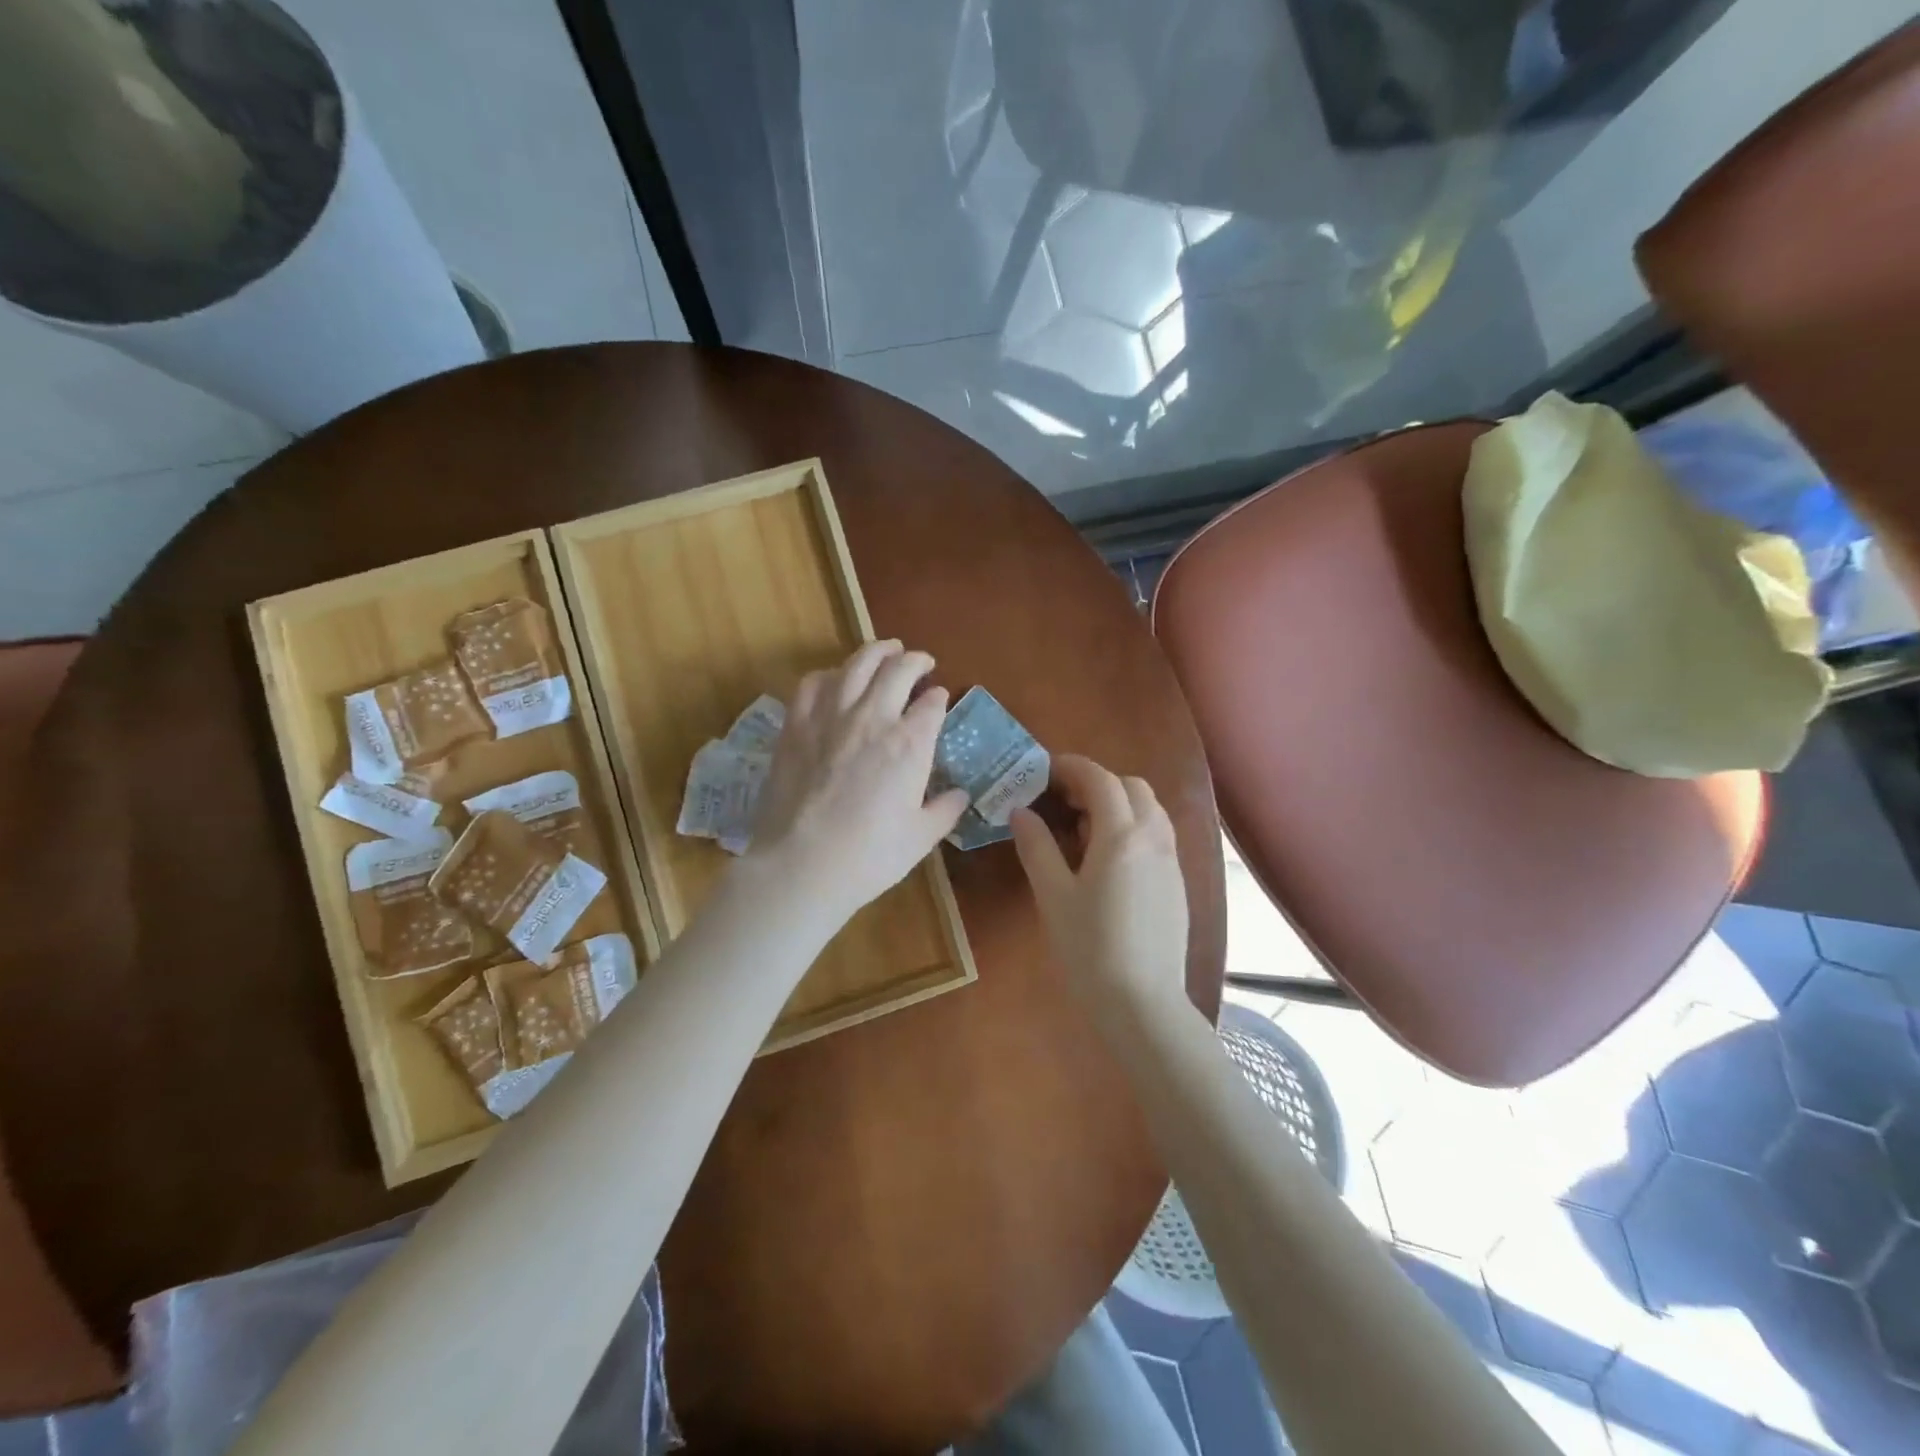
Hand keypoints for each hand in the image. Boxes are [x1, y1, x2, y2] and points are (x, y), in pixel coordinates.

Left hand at [744, 641, 968, 926]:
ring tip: (886, 650)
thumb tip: (961, 794)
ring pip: (856, 664)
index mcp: (910, 744)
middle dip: (915, 661)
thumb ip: (944, 810)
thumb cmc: (869, 856)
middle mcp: (873, 718)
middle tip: (921, 661)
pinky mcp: (795, 725)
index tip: (941, 697)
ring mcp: (830, 717)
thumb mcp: (920, 838)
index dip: (940, 697)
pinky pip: (813, 683)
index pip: (932, 704)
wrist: (801, 865)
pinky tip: (835, 679)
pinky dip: (830, 674)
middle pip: (898, 670)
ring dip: (876, 651)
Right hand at [1010, 754, 1189, 1021]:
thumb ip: (1037, 847)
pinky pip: (1157, 834)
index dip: (1071, 767)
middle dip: (1097, 781)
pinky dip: (1132, 826)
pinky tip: (1108, 859)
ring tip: (1083, 829)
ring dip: (1118, 802)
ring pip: (1150, 809)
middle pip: (1131, 786)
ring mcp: (1171, 861)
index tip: (1044, 770)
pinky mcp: (1177, 882)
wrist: (1142, 1004)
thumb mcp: (1053, 896)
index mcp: (1121, 835)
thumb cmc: (1089, 949)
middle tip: (1062, 801)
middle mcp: (1153, 838)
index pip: (1100, 779)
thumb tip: (1021, 812)